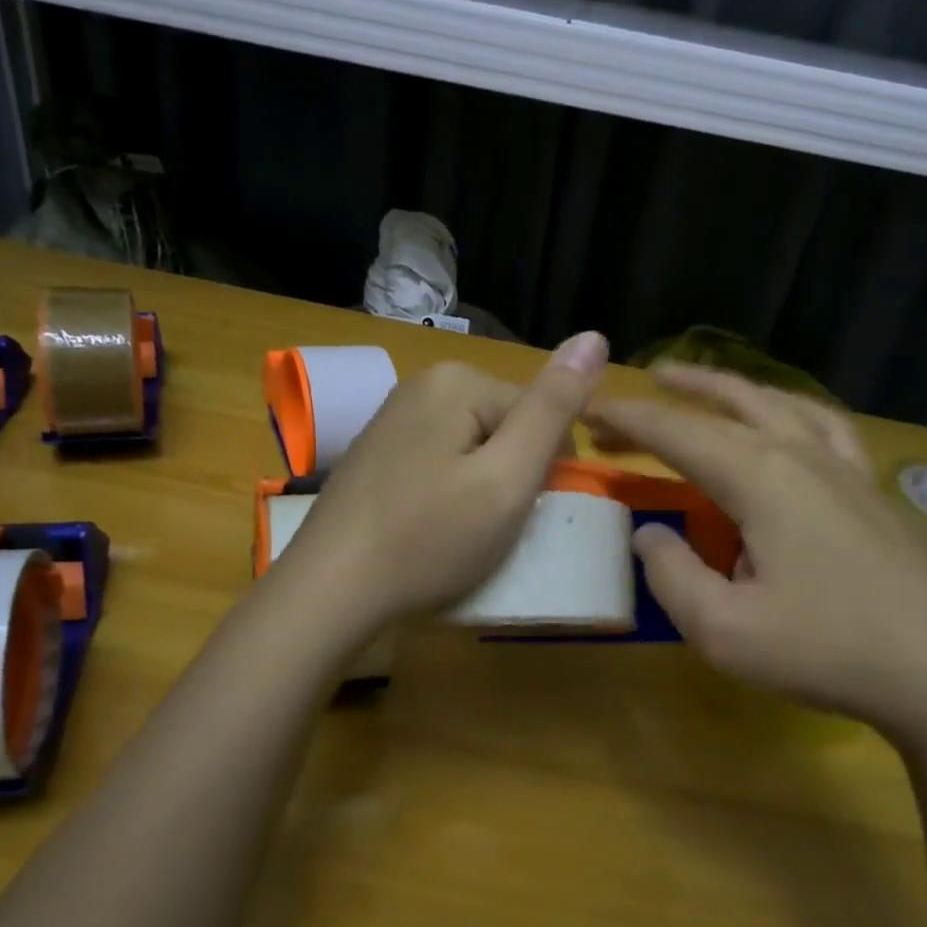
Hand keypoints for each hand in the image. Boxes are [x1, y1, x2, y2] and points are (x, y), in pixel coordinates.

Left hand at [278, 333, 610, 626]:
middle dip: (511, 476)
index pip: (540, 414)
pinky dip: (448, 494)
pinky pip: (439, 462)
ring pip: (474, 448)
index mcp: (457, 380)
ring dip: (482, 488)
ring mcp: (393, 418)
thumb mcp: (508, 477)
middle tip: (489, 527)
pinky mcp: (377, 452)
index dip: (545, 470)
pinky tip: (430, 527)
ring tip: (460, 533)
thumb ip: (554, 408)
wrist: (330, 590)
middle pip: (505, 427)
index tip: (521, 514)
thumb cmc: (429, 538)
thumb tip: (595, 336)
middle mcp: (422, 385)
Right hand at [587, 365, 926, 750]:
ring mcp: (843, 466)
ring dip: (729, 387)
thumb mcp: (723, 629)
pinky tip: (785, 418)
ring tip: (697, 382)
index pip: (676, 432)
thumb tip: (650, 533)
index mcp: (759, 477)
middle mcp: (799, 453)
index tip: (589, 411)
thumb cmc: (827, 649)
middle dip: (672, 396)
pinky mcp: (870, 488)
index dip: (627, 419)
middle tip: (633, 393)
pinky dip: (788, 408)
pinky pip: (823, 425)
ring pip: (777, 401)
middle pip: (726, 405)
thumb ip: (671, 575)